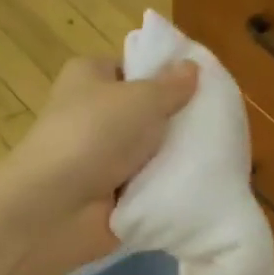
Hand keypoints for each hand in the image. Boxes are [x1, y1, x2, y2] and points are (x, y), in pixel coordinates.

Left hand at [6, 55, 198, 274]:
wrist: (57, 207)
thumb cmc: (95, 135)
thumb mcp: (142, 99)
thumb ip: (171, 86)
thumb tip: (192, 66)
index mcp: (89, 77)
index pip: (132, 70)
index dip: (164, 77)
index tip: (200, 89)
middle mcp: (91, 115)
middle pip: (145, 114)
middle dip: (176, 123)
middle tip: (215, 126)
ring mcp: (100, 159)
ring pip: (149, 154)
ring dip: (173, 160)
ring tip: (214, 158)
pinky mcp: (109, 197)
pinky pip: (147, 188)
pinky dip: (165, 190)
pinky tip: (195, 188)